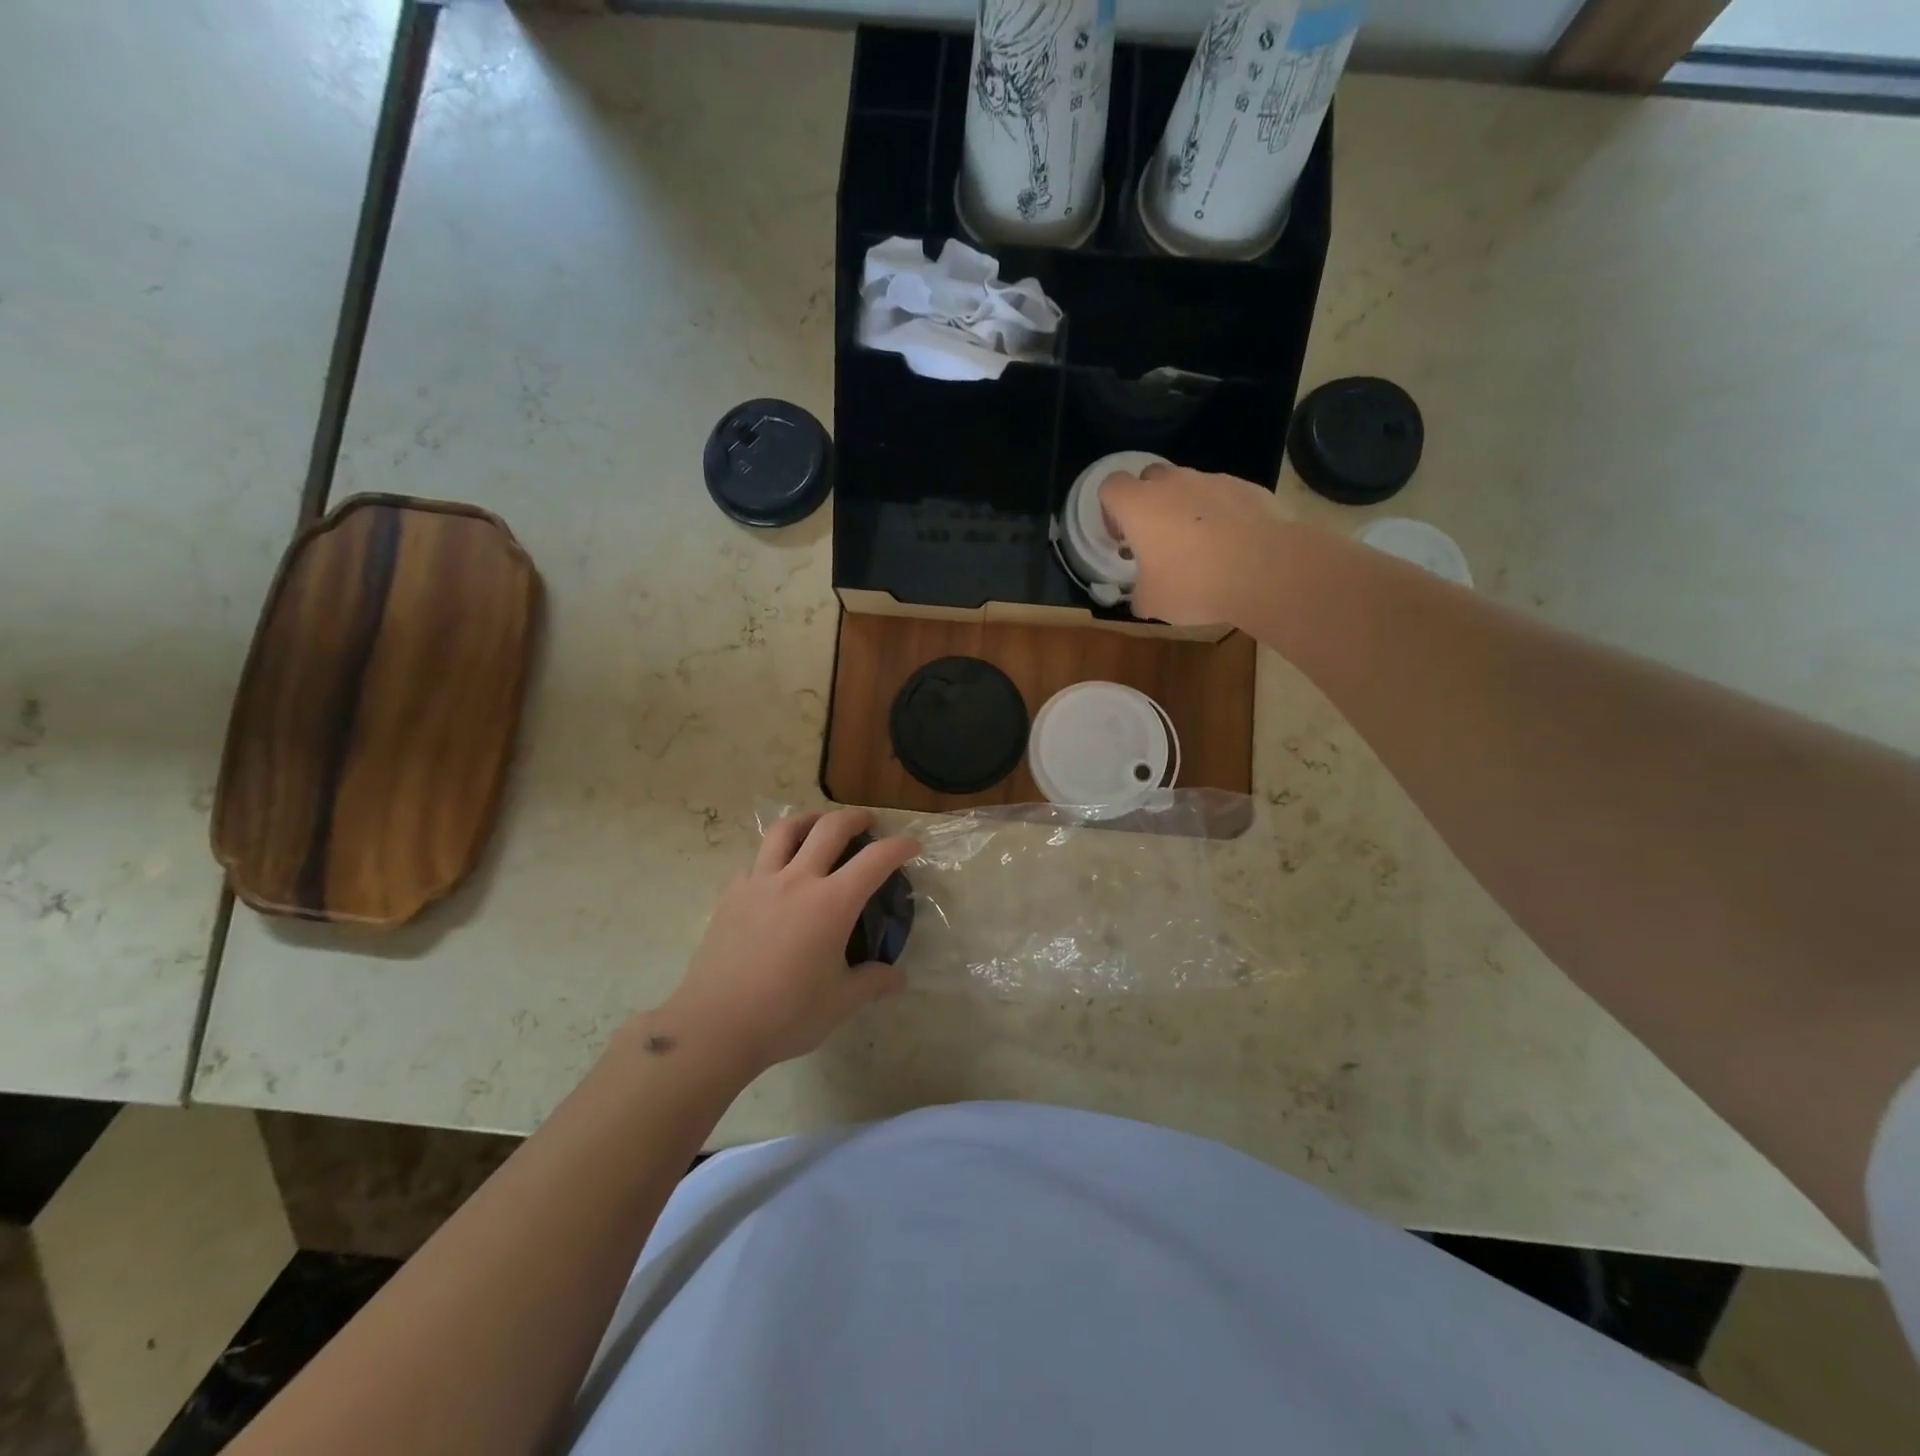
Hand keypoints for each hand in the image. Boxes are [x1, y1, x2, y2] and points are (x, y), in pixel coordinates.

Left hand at [649, 809, 918, 1081]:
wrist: (715, 1026)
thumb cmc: (786, 1014)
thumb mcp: (841, 1003)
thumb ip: (873, 983)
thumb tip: (898, 979)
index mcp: (832, 903)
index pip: (876, 859)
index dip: (899, 846)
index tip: (912, 844)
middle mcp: (798, 880)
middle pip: (830, 828)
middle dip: (855, 817)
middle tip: (868, 821)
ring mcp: (759, 882)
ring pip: (785, 830)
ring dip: (810, 819)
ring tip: (819, 826)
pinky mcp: (731, 894)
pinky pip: (757, 859)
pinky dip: (775, 854)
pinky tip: (778, 872)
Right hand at [1099, 463, 1288, 627]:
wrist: (1265, 569)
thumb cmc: (1194, 583)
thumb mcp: (1152, 602)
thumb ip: (1138, 594)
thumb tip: (1140, 596)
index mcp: (1139, 505)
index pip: (1110, 486)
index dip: (1110, 510)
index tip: (1122, 537)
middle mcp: (1173, 483)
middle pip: (1149, 477)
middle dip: (1148, 501)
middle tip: (1156, 537)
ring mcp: (1212, 481)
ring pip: (1188, 485)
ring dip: (1184, 507)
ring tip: (1198, 544)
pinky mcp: (1246, 487)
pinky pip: (1222, 495)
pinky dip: (1219, 513)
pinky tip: (1230, 544)